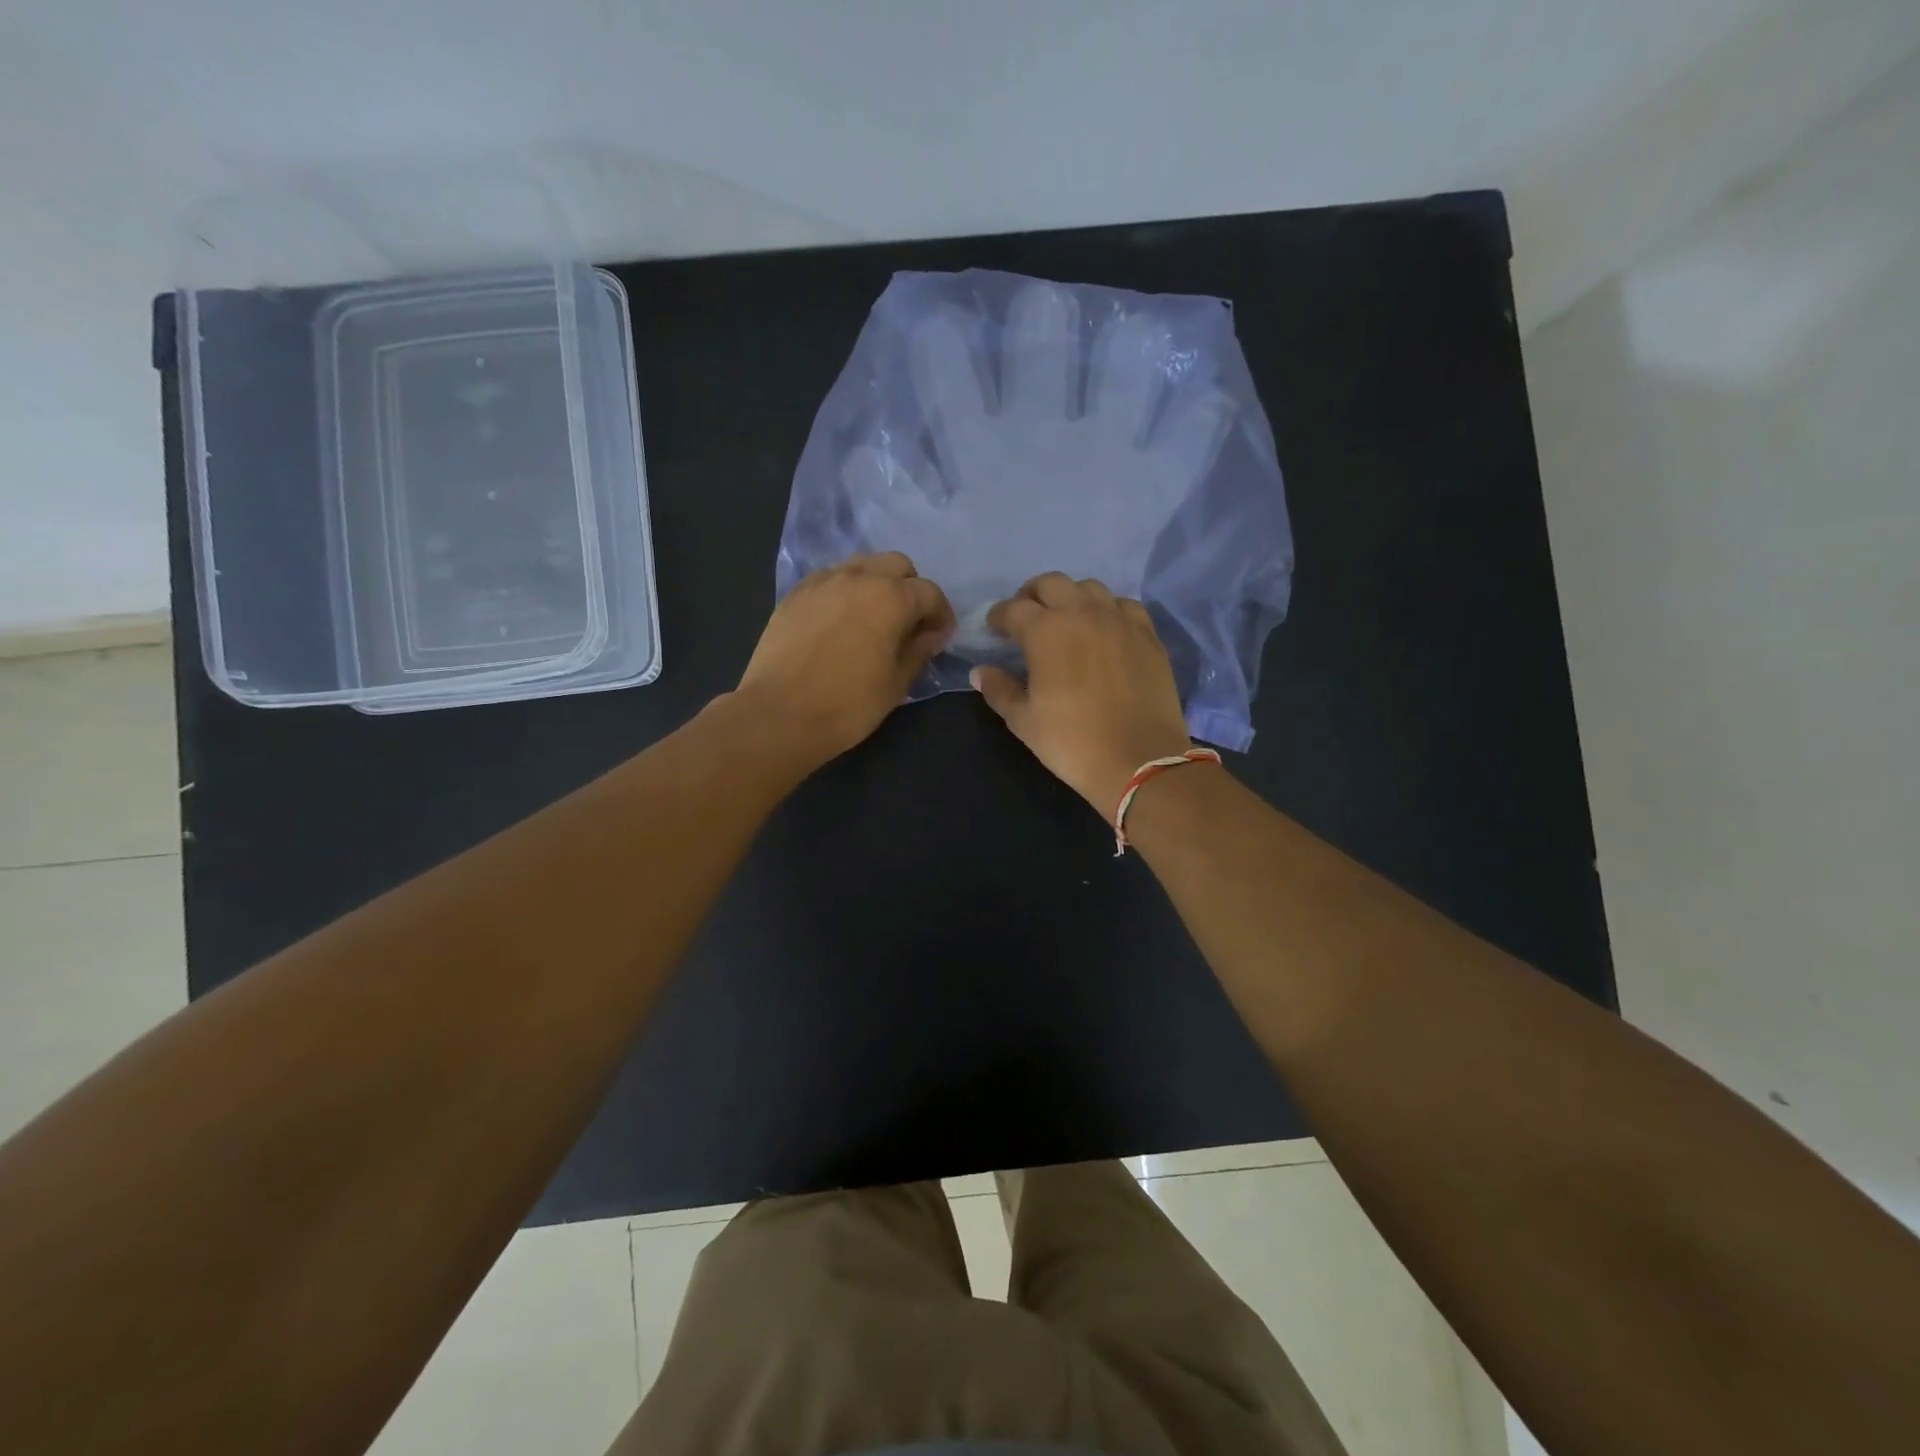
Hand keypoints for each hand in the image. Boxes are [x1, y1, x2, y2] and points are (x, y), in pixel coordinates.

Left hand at [734, 552, 954, 768]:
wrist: (779, 714)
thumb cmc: (848, 705)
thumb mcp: (895, 684)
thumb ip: (918, 651)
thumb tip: (931, 634)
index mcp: (891, 598)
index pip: (930, 593)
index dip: (941, 614)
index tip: (939, 636)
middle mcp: (859, 577)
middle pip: (897, 565)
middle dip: (910, 589)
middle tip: (908, 622)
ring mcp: (823, 581)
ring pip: (862, 565)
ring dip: (877, 584)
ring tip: (873, 618)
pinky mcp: (796, 593)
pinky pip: (831, 579)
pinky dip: (845, 590)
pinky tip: (840, 620)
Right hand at [971, 572, 1193, 811]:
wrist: (1140, 760)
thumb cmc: (1072, 742)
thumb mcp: (1024, 721)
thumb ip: (999, 690)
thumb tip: (981, 671)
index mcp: (1045, 631)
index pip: (1014, 608)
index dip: (999, 616)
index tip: (995, 629)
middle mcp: (1082, 613)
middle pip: (1051, 584)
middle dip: (1032, 596)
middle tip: (1027, 618)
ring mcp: (1119, 620)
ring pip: (1090, 588)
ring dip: (1071, 598)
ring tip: (1067, 620)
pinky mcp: (1147, 634)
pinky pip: (1124, 605)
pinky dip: (1108, 610)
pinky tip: (1105, 629)